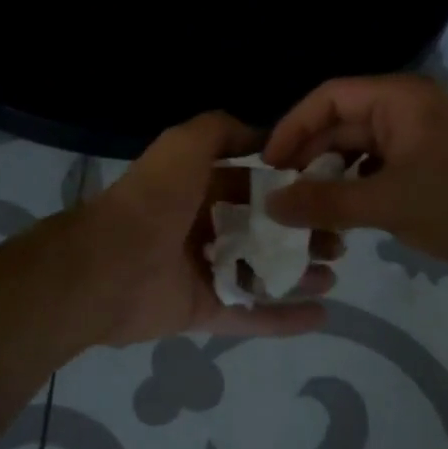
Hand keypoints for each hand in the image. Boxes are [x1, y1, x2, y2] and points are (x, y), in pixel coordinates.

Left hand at [81, 111, 342, 345]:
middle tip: (338, 241)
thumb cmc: (153, 199)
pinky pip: (250, 315)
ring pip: (261, 272)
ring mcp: (203, 272)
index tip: (326, 192)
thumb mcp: (184, 144)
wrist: (109, 266)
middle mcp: (201, 228)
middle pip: (262, 230)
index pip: (252, 186)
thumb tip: (263, 135)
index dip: (288, 188)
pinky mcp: (203, 310)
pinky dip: (284, 318)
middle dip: (300, 233)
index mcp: (197, 189)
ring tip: (333, 273)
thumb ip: (221, 131)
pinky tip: (322, 315)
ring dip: (298, 273)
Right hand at [262, 75, 447, 266]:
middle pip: (342, 123)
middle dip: (310, 157)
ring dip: (332, 176)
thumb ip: (325, 201)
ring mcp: (420, 138)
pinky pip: (380, 168)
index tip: (269, 163)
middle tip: (280, 193)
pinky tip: (341, 216)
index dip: (293, 126)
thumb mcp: (386, 203)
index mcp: (398, 99)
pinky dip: (357, 188)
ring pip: (360, 149)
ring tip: (304, 208)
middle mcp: (407, 108)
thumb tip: (271, 204)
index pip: (329, 98)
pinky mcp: (430, 166)